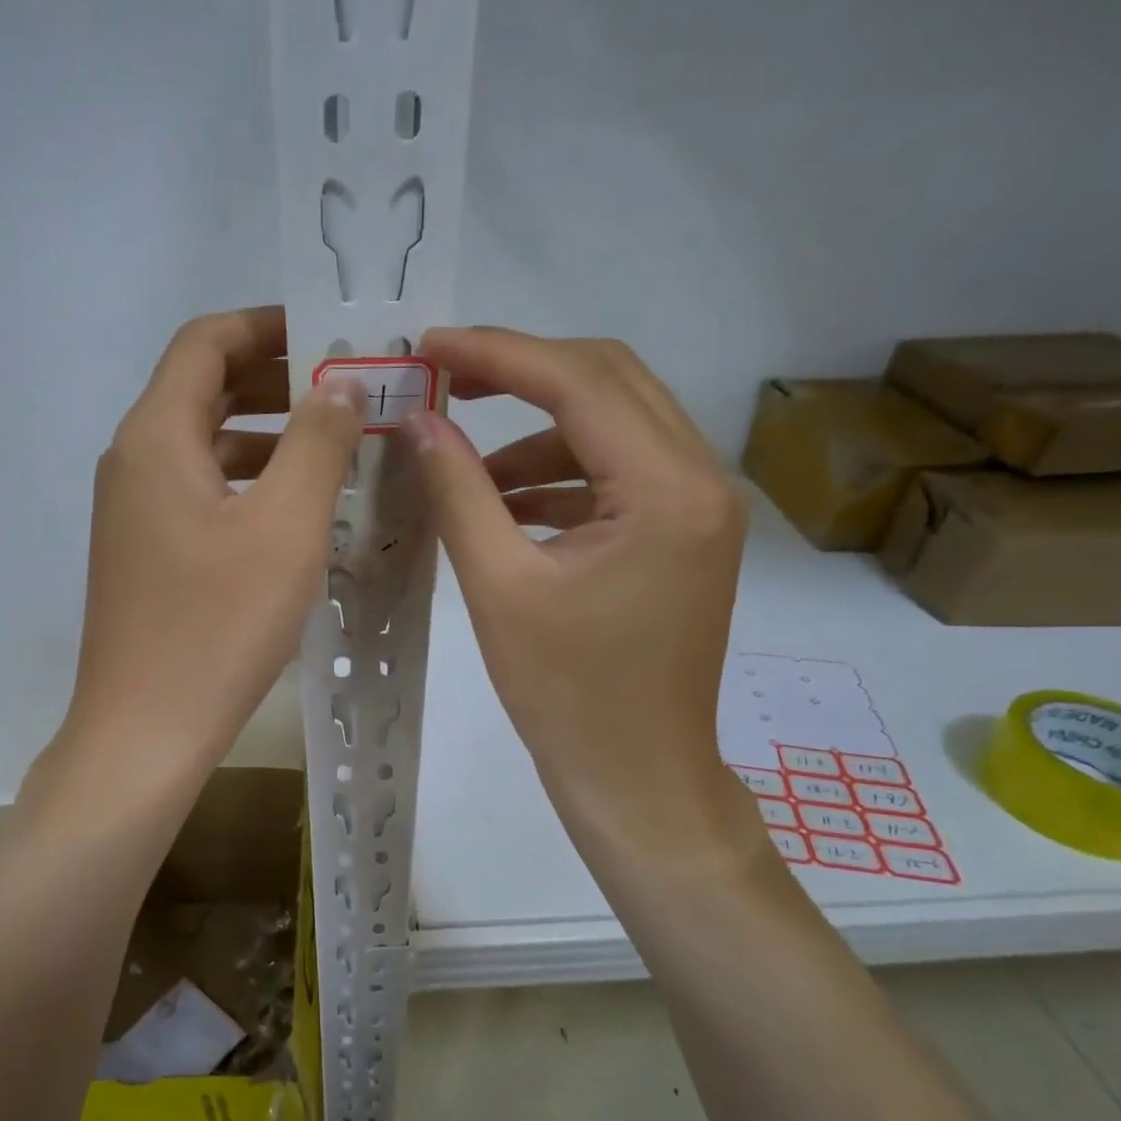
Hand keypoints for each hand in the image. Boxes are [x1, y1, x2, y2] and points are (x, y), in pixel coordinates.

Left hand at [53, 306, 364, 794]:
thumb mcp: (284, 527)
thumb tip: (339, 383)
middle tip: (347, 391)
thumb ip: (316, 442)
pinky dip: (248, 483)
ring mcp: (136, 513)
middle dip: (275, 380)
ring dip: (267, 436)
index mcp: (155, 437)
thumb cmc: (217, 626)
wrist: (145, 731)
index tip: (329, 335)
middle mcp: (134, 462)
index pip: (205, 342)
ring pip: (205, 446)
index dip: (266, 325)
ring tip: (337, 448)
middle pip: (203, 390)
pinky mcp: (147, 554)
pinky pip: (202, 493)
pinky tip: (297, 510)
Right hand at [403, 327, 754, 866]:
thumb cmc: (566, 695)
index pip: (579, 382)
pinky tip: (503, 502)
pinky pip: (617, 473)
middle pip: (609, 381)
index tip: (431, 344)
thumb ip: (459, 490)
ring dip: (537, 431)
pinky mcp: (682, 533)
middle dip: (521, 373)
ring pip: (613, 424)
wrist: (636, 776)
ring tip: (463, 462)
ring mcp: (699, 506)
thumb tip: (419, 420)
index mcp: (667, 490)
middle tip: (446, 380)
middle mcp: (701, 479)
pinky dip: (559, 474)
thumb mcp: (499, 586)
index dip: (498, 353)